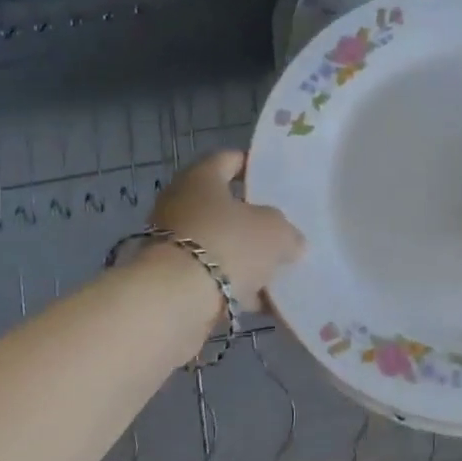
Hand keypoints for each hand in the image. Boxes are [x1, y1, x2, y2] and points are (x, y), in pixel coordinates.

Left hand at [150, 151, 304, 310]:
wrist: (175, 301)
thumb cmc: (227, 244)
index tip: (276, 179)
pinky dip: (233, 285)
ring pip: (218, 243)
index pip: (229, 159)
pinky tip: (260, 301)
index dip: (254, 166)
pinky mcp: (170, 278)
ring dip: (243, 256)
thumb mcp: (275, 232)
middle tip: (281, 228)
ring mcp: (171, 243)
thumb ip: (287, 232)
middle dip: (251, 219)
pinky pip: (210, 276)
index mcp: (201, 178)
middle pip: (223, 205)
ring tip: (276, 270)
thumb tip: (291, 242)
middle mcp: (180, 203)